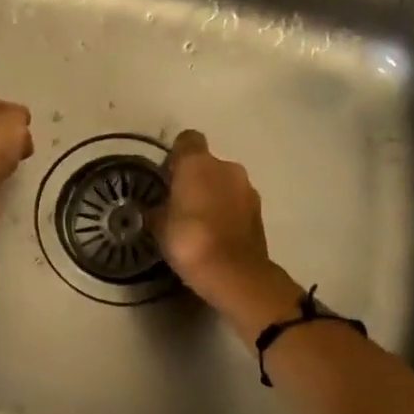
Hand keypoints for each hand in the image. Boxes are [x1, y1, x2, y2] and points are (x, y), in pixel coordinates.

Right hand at [151, 130, 284, 316]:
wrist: (234, 273)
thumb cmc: (189, 240)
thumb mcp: (159, 226)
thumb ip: (156, 209)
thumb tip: (154, 207)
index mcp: (198, 163)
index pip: (187, 140)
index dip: (176, 155)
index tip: (167, 175)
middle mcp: (226, 167)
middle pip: (207, 164)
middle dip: (195, 179)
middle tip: (179, 203)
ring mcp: (247, 189)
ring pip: (224, 184)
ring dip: (213, 196)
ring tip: (198, 222)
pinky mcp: (259, 212)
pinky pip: (236, 204)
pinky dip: (226, 213)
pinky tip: (214, 234)